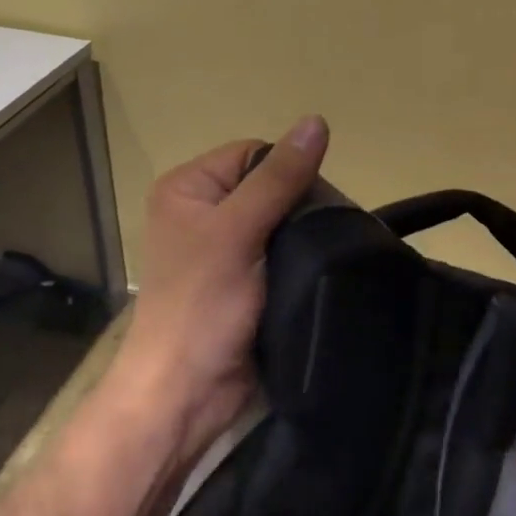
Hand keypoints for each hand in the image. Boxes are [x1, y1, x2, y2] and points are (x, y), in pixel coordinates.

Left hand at [112, 116, 329, 465]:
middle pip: (268, 186)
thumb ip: (278, 178)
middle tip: (326, 231)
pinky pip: (280, 252)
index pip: (253, 153)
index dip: (286, 170)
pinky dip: (300, 259)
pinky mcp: (243, 280)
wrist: (187, 395)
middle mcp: (202, 211)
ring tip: (328, 251)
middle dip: (299, 205)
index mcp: (188, 188)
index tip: (313, 203)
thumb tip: (316, 120)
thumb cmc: (201, 305)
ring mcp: (222, 249)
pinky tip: (320, 269)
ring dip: (303, 235)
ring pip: (279, 221)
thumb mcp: (238, 232)